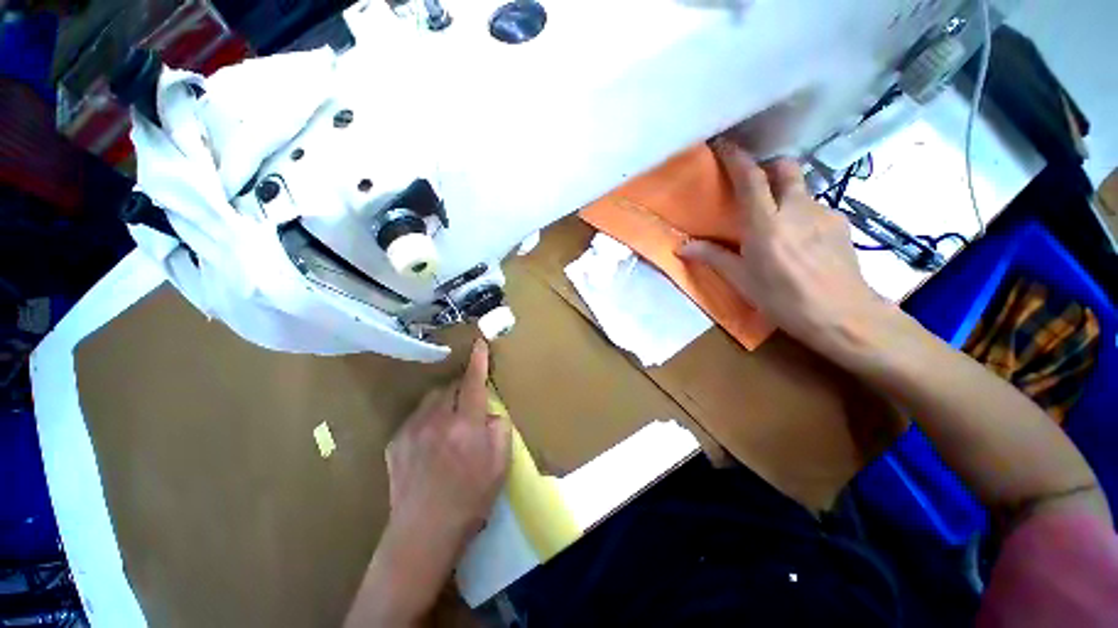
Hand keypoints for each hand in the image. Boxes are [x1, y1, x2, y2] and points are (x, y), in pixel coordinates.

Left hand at [345, 341, 510, 627]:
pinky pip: (416, 417)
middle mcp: (437, 420)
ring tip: (450, 422)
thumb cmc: (470, 498)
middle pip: (451, 387)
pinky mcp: (395, 442)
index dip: (479, 361)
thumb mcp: (501, 465)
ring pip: (432, 399)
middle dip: (463, 387)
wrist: (423, 532)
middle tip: (470, 402)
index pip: (474, 383)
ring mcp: (412, 430)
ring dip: (445, 402)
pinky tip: (431, 440)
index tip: (480, 343)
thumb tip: (490, 412)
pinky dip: (428, 419)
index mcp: (466, 425)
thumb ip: (500, 429)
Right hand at [679, 139, 884, 350]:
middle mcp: (796, 209)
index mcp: (765, 224)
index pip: (750, 179)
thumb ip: (713, 258)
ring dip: (787, 194)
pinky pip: (817, 208)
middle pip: (786, 168)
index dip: (737, 158)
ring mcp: (823, 213)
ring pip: (802, 188)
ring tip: (779, 221)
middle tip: (756, 183)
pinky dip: (803, 213)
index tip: (725, 145)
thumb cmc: (783, 299)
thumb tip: (682, 248)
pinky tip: (802, 240)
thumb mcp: (742, 281)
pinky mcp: (841, 223)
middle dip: (769, 166)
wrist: (843, 316)